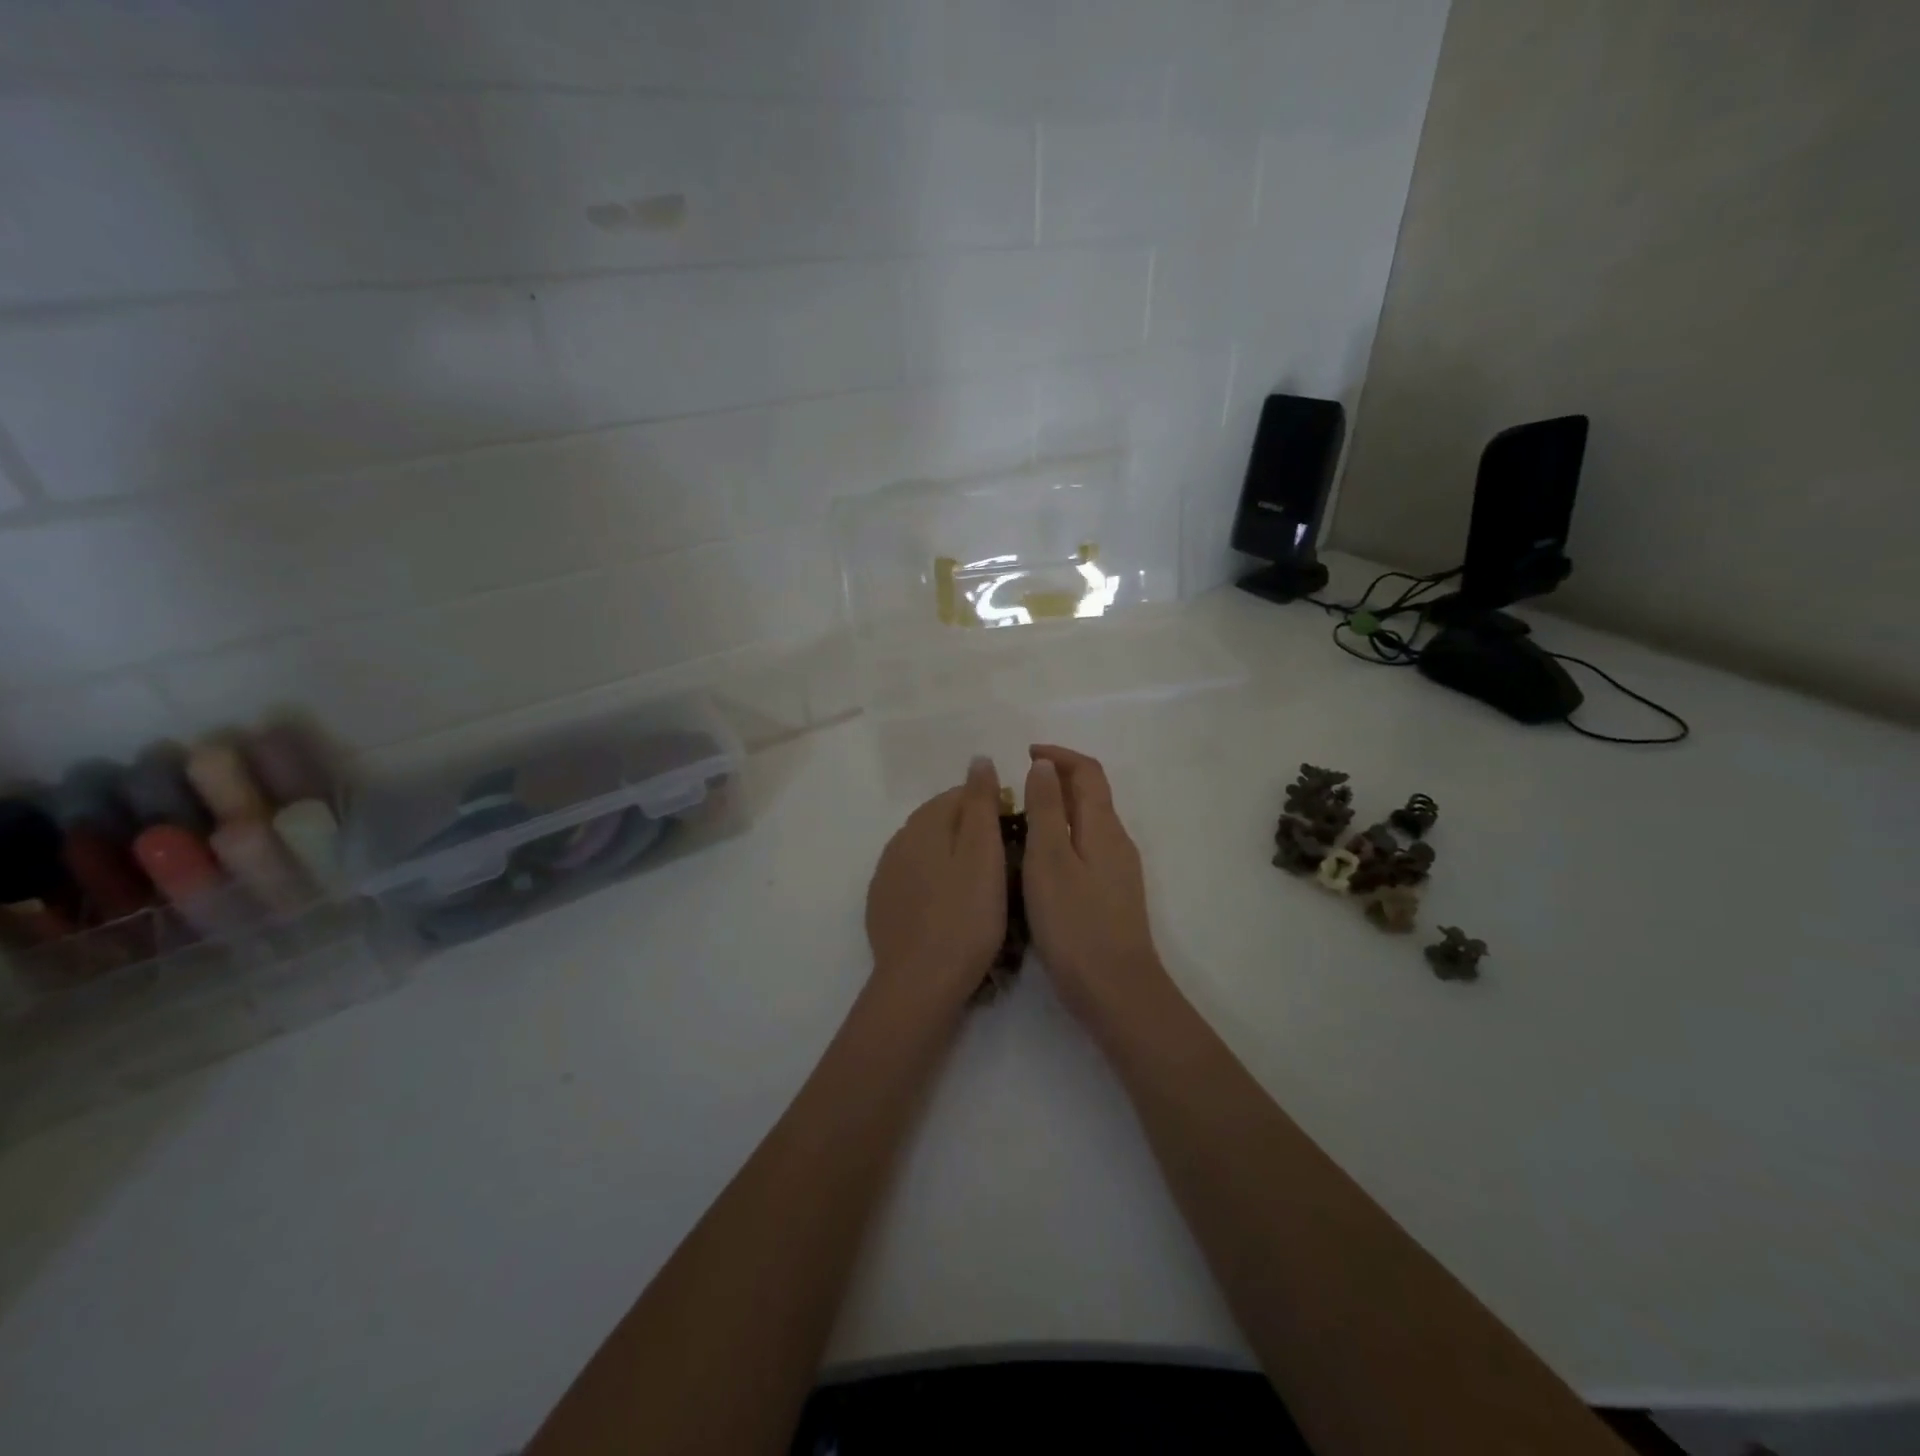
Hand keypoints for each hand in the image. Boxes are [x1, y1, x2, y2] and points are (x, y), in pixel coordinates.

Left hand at [865, 757, 1007, 1015]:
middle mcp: (898, 841)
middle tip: (1004, 862)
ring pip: (926, 851)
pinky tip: (950, 907)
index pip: (958, 795)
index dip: (990, 806)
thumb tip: (978, 758)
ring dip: (951, 857)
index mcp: (923, 824)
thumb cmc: (964, 916)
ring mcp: (886, 875)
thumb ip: (980, 803)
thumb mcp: (983, 854)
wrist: (920, 983)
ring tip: (981, 887)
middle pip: (940, 821)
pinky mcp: (882, 906)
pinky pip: (914, 879)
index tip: (1015, 833)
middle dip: (970, 831)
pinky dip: (934, 882)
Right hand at [1021, 745, 1168, 1026]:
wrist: (1116, 990)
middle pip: (1091, 794)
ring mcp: (1118, 870)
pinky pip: (1086, 848)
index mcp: (1104, 826)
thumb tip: (1045, 765)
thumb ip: (1046, 809)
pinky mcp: (1111, 895)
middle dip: (1057, 779)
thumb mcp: (1049, 860)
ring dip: (1058, 808)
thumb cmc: (1075, 923)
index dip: (1058, 755)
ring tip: (1019, 819)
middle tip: (1016, 786)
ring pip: (1088, 823)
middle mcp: (1116, 841)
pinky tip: (1038, 860)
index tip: (1025, 754)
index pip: (1088, 771)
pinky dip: (1062, 837)